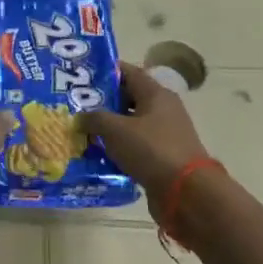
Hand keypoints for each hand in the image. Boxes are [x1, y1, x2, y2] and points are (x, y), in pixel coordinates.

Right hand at [81, 64, 208, 204]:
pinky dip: (119, 148)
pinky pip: (136, 146)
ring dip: (109, 127)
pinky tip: (99, 154)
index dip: (105, 71)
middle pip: (129, 98)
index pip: (128, 72)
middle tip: (76, 106)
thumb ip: (94, 118)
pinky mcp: (163, 156)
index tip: (82, 76)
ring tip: (83, 131)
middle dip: (103, 101)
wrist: (186, 192)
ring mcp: (165, 134)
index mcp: (156, 94)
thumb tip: (80, 118)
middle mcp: (163, 110)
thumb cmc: (151, 150)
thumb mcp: (115, 130)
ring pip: (131, 124)